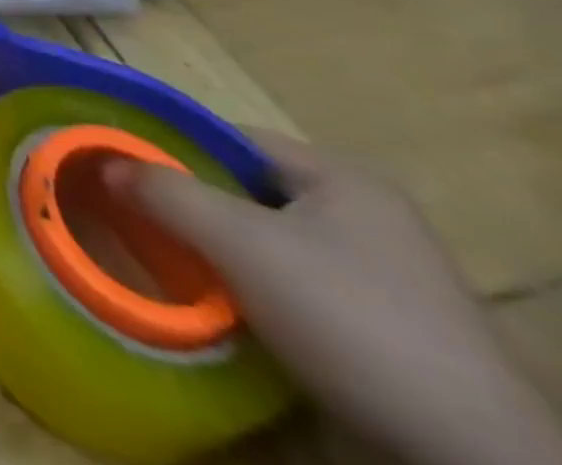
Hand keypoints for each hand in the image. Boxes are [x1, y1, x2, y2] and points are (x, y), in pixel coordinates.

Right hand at [107, 133, 561, 464]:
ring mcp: (387, 276)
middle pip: (251, 191)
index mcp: (342, 177)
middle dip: (196, 203)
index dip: (176, 147)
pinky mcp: (391, 330)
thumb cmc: (344, 315)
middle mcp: (368, 214)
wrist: (468, 456)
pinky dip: (258, 290)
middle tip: (143, 217)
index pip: (234, 138)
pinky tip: (231, 309)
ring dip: (223, 251)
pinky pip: (300, 286)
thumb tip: (104, 162)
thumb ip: (164, 191)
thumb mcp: (237, 241)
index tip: (129, 169)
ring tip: (175, 262)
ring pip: (272, 242)